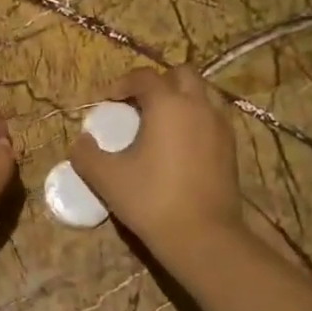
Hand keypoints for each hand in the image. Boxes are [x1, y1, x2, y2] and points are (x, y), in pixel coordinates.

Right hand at [70, 66, 244, 255]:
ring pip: (201, 95)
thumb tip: (80, 141)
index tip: (107, 102)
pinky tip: (178, 146)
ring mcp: (220, 126)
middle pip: (181, 74)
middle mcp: (198, 106)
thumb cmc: (151, 199)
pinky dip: (193, 120)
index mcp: (168, 104)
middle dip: (158, 82)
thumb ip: (86, 154)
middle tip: (137, 105)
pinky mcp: (231, 148)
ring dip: (179, 100)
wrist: (202, 236)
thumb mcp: (106, 178)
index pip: (144, 77)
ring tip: (159, 125)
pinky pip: (211, 119)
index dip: (122, 84)